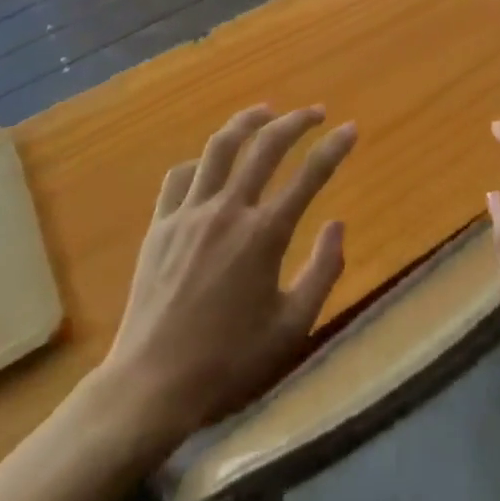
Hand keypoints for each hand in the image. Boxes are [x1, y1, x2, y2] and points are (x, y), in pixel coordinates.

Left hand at [101, 106, 356, 451]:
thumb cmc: (227, 363)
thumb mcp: (291, 328)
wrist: (149, 389)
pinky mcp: (160, 225)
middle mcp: (228, 210)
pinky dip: (201, 162)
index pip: (310, 175)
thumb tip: (337, 223)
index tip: (350, 128)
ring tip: (265, 111)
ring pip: (220, 146)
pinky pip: (180, 176)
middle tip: (316, 112)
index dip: (335, 147)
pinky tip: (210, 163)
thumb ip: (322, 271)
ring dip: (247, 122)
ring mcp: (189, 213)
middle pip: (266, 145)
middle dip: (296, 121)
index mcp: (264, 235)